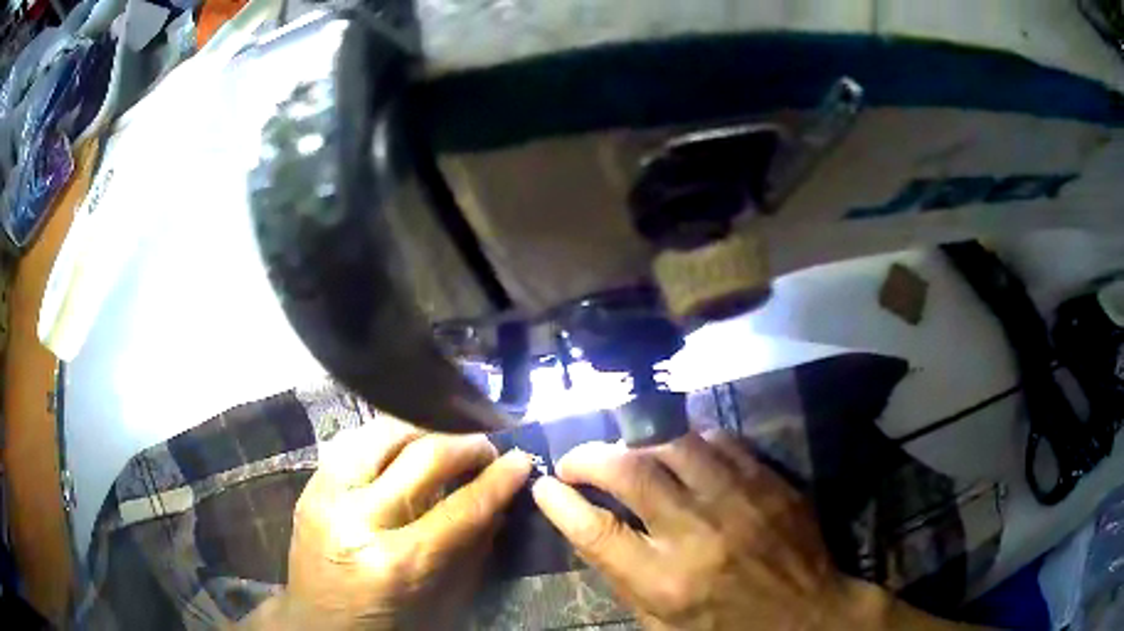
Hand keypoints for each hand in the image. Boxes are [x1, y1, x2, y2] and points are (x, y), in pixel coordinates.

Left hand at [245, 421, 531, 629]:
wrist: (316, 622)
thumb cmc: (386, 621)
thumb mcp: (441, 599)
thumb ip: (472, 547)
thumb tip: (500, 500)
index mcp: (396, 562)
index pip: (460, 508)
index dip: (498, 480)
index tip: (522, 459)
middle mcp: (357, 519)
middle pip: (421, 457)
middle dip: (464, 445)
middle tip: (487, 448)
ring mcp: (326, 496)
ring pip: (382, 433)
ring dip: (422, 430)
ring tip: (445, 441)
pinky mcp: (309, 486)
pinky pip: (353, 442)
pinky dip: (386, 439)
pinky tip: (402, 448)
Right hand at [531, 431, 967, 630]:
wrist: (810, 620)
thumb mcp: (664, 627)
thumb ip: (625, 580)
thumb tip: (589, 529)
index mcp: (665, 583)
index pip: (595, 531)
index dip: (559, 503)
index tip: (543, 487)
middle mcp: (698, 535)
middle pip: (630, 472)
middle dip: (589, 457)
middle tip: (575, 461)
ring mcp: (740, 502)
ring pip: (674, 445)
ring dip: (638, 444)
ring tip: (626, 454)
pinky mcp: (770, 484)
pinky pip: (721, 441)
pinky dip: (689, 440)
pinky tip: (680, 450)